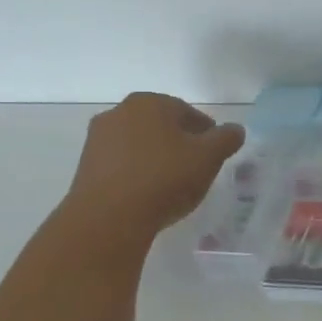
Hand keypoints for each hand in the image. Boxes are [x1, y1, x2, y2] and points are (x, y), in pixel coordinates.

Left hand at [65, 93, 244, 240]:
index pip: (188, 113)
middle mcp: (119, 112)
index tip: (215, 154)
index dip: (207, 133)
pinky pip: (122, 165)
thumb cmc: (164, 179)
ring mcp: (98, 139)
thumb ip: (226, 139)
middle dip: (180, 144)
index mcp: (150, 102)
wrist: (108, 218)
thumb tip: (235, 130)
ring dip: (157, 159)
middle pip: (161, 126)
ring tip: (172, 185)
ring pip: (139, 145)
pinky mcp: (86, 167)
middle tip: (196, 169)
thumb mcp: (208, 158)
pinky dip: (137, 174)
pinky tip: (148, 194)